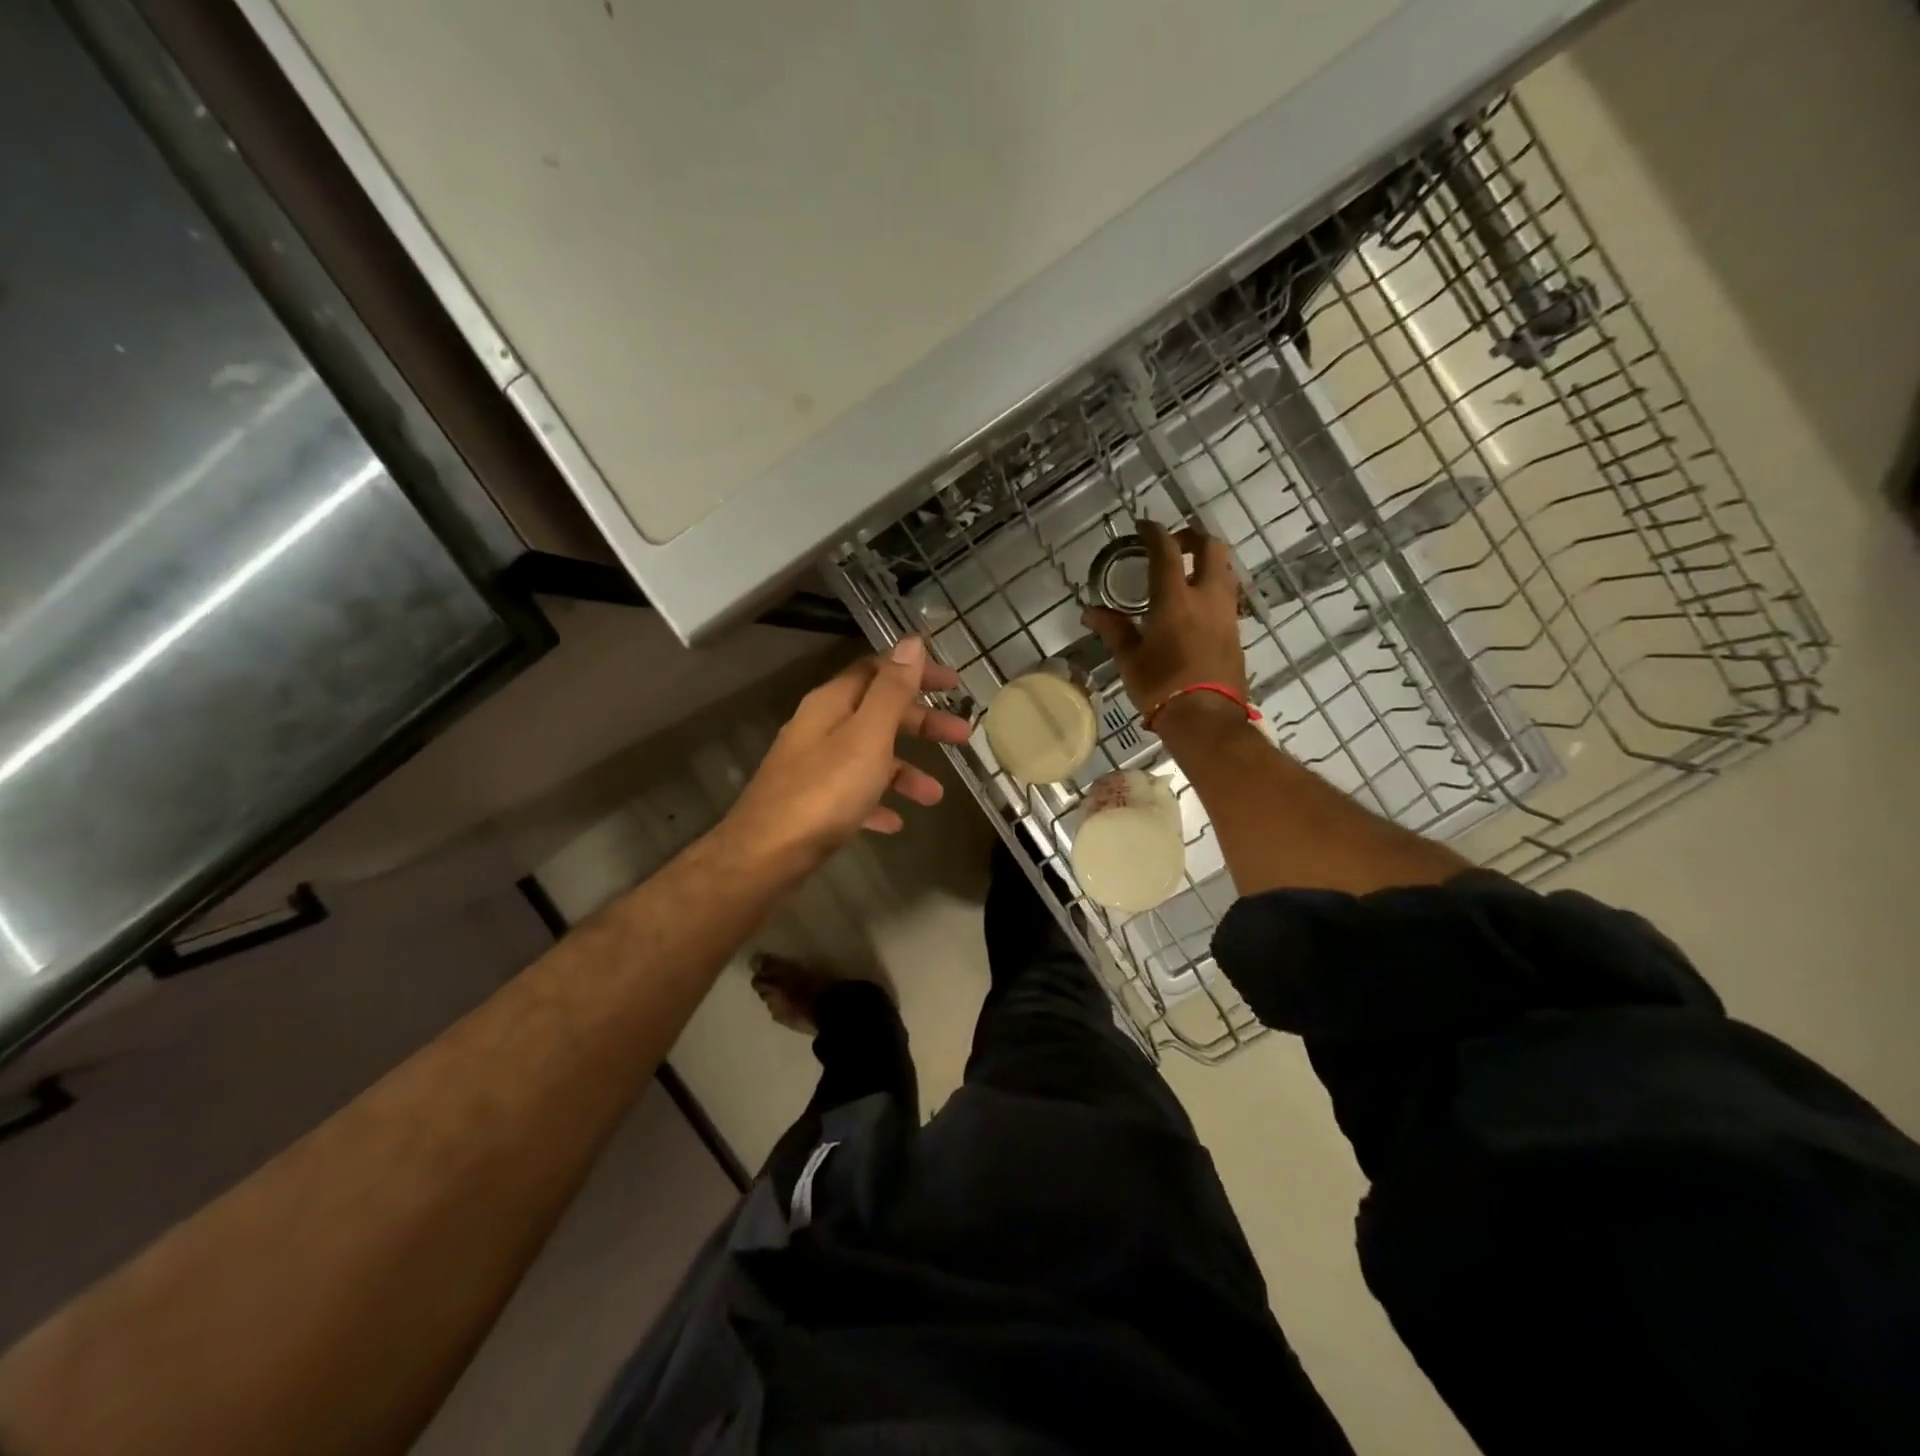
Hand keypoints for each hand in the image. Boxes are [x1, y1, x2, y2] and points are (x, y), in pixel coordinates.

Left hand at [723, 637, 970, 868]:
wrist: (766, 855)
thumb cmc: (825, 791)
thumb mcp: (867, 736)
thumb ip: (891, 690)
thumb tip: (911, 642)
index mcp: (832, 703)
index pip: (878, 670)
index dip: (916, 672)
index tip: (954, 685)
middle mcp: (820, 728)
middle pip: (878, 713)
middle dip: (921, 723)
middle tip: (962, 736)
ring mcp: (813, 766)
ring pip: (870, 757)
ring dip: (905, 770)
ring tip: (934, 796)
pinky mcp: (812, 802)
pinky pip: (854, 794)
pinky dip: (878, 801)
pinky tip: (894, 822)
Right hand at [1083, 520, 1247, 717]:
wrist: (1206, 718)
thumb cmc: (1161, 687)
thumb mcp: (1130, 659)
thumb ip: (1113, 628)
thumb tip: (1090, 611)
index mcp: (1175, 599)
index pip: (1166, 552)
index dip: (1155, 532)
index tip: (1143, 526)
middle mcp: (1206, 597)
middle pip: (1211, 548)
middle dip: (1192, 537)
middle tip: (1174, 544)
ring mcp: (1226, 613)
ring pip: (1224, 570)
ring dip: (1207, 561)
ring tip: (1187, 572)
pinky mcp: (1236, 631)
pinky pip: (1227, 595)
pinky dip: (1213, 586)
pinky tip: (1197, 604)